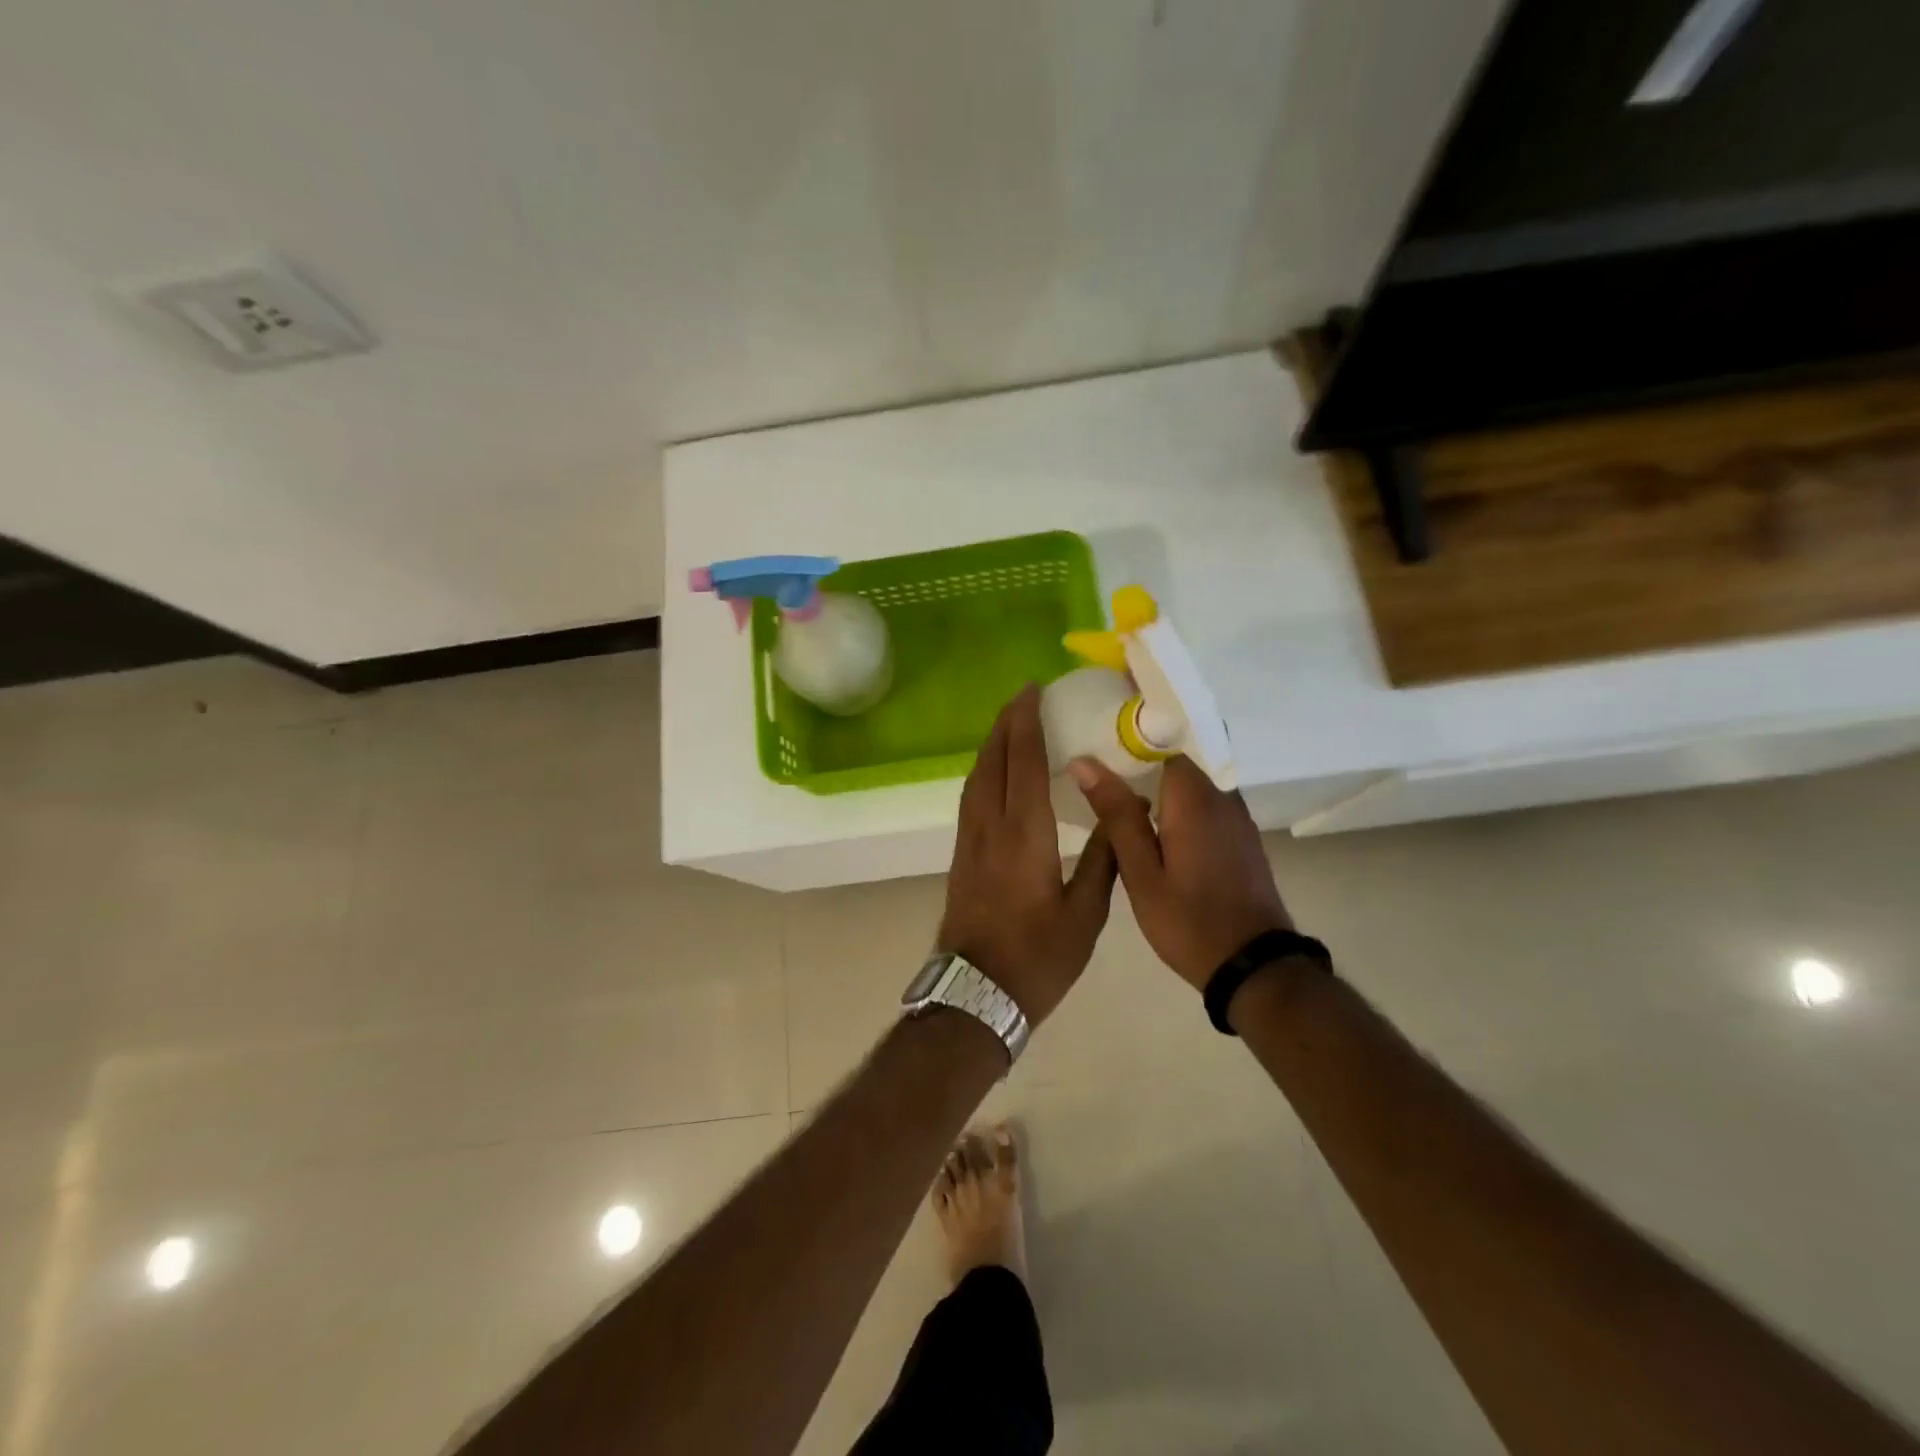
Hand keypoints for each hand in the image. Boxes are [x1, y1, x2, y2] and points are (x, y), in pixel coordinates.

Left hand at [939, 686, 1118, 1023]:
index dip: (1025, 721)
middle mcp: (990, 826)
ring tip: (1011, 727)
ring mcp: (969, 840)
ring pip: (976, 777)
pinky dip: (984, 772)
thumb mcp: (1086, 914)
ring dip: (991, 745)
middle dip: (1005, 724)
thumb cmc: (1038, 957)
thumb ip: (1104, 859)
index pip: (1021, 761)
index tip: (1032, 690)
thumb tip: (1126, 811)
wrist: (977, 993)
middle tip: (1024, 698)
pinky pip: (971, 797)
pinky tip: (996, 775)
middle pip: (991, 760)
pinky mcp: (961, 855)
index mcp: (1024, 833)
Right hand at [1069, 754, 1292, 990]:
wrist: (1253, 967)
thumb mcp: (1141, 872)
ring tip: (1121, 797)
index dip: (1131, 741)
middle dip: (1143, 761)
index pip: (1165, 741)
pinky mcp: (1242, 837)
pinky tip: (1155, 826)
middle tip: (1101, 775)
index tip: (1100, 747)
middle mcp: (1222, 796)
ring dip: (1162, 785)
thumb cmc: (1188, 921)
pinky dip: (1180, 804)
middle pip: (1180, 759)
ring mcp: (1237, 817)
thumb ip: (1116, 814)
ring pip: (1194, 782)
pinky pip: (1207, 803)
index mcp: (1194, 798)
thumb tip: (1084, 762)